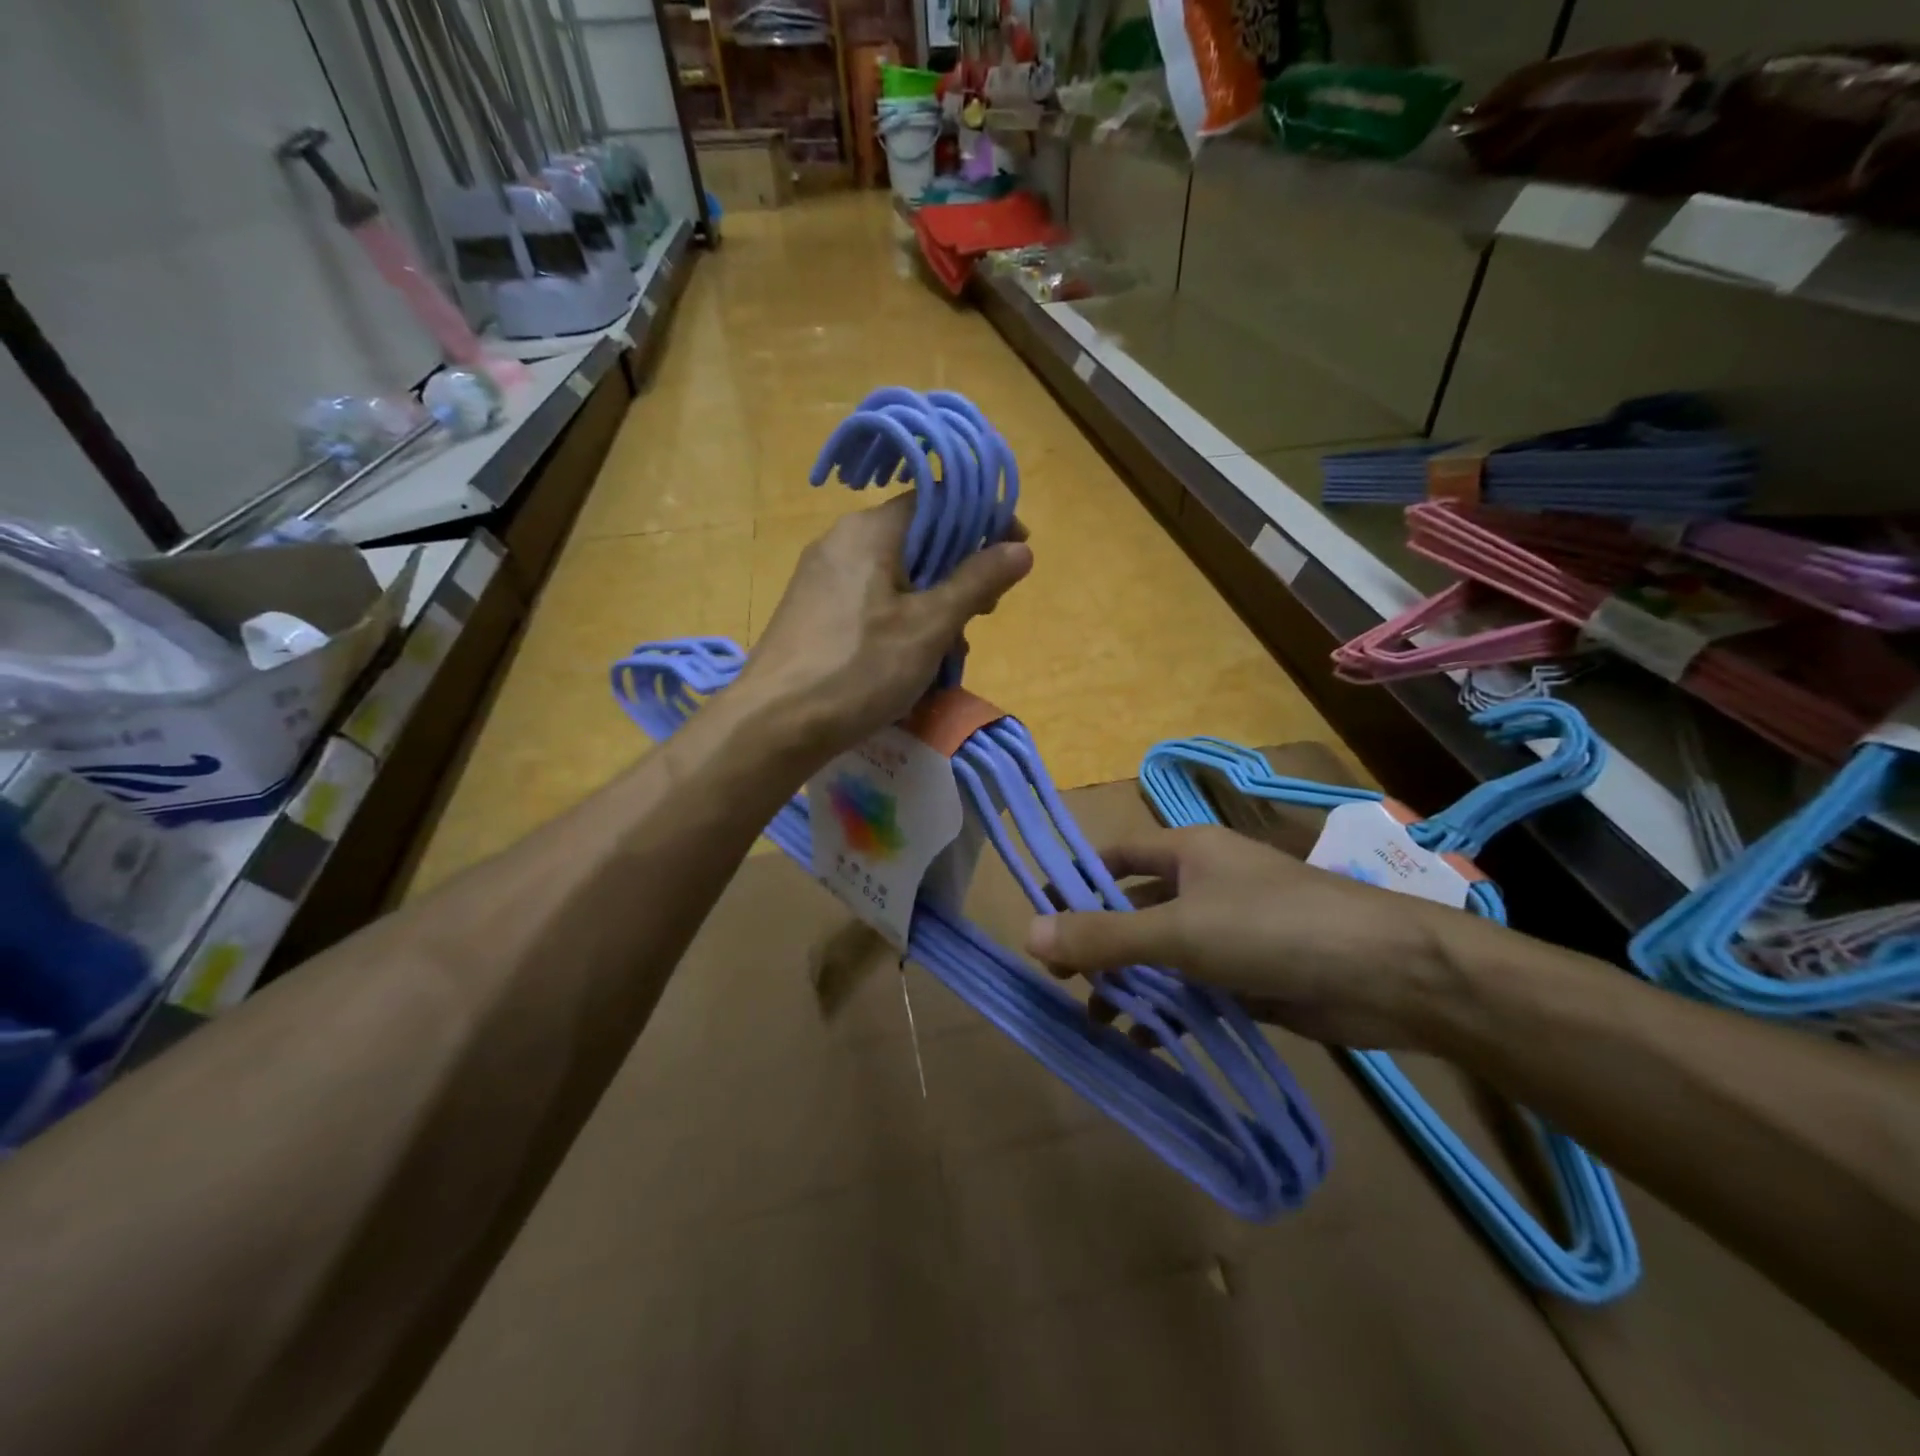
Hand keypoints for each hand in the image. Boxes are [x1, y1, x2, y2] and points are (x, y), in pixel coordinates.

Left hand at [739, 494, 1031, 756]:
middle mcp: (841, 543)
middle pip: (917, 540)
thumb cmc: (858, 668)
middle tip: (985, 613)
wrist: (774, 725)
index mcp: (869, 531)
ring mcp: (821, 580)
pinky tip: (910, 663)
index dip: (983, 520)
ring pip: (895, 578)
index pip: (937, 500)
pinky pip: (870, 603)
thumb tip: (1021, 549)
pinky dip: (900, 622)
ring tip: (949, 653)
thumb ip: (976, 582)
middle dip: (959, 574)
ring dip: (933, 606)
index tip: (1015, 553)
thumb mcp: (929, 627)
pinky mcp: (812, 614)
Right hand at [1024, 825, 1464, 1049]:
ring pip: (1163, 954)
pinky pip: (1194, 990)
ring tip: (1095, 1022)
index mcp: (1187, 852)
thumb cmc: (1273, 928)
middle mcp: (1204, 885)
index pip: (1114, 857)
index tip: (1038, 919)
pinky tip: (1145, 1044)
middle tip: (1060, 982)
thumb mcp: (1179, 931)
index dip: (1075, 881)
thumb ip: (1104, 936)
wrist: (1389, 976)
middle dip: (1098, 943)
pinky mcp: (1251, 977)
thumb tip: (1027, 934)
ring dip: (1130, 984)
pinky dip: (1169, 1012)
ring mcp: (1229, 932)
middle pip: (1134, 909)